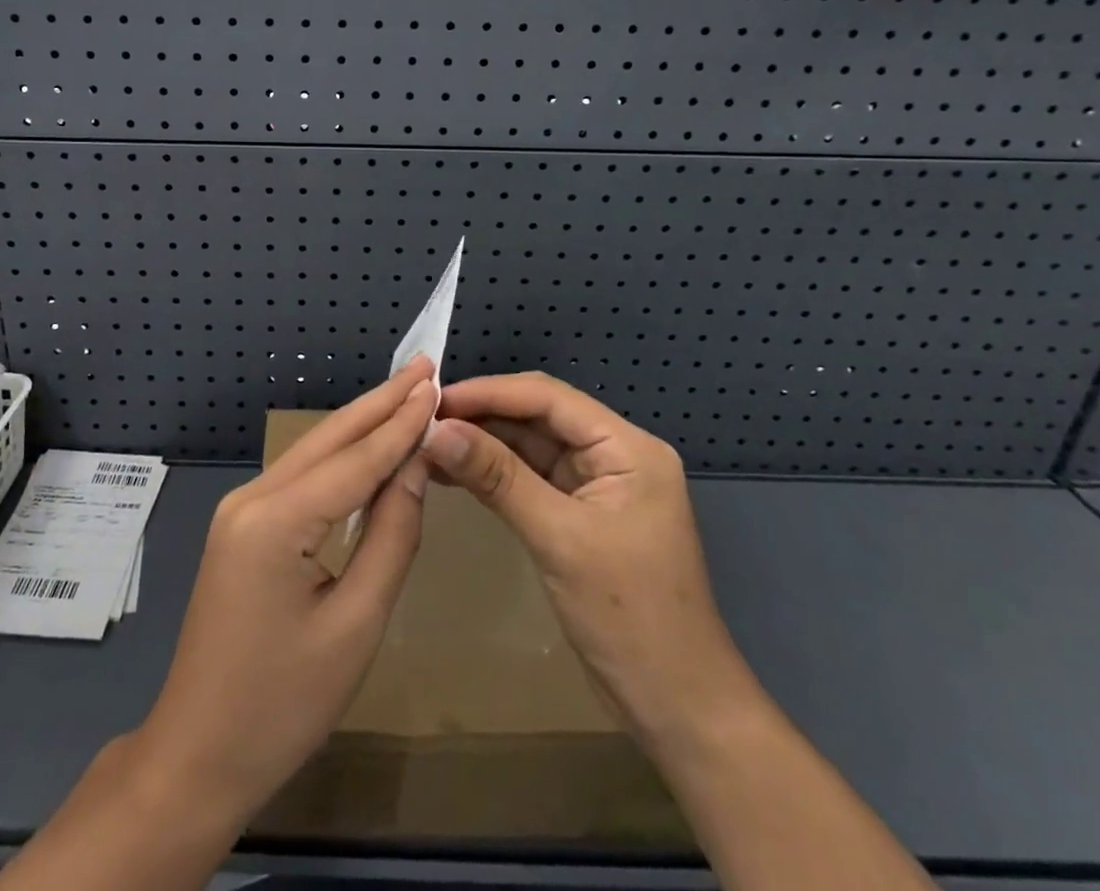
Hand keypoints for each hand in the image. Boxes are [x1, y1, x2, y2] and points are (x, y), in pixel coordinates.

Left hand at [128, 357, 437, 825]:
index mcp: (276, 519)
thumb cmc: (282, 705)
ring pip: (312, 453)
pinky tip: (366, 445)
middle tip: (424, 367)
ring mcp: (241, 509)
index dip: (400, 422)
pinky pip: (301, 478)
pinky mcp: (242, 526)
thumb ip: (391, 537)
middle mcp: (252, 497)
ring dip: (361, 424)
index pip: (354, 458)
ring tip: (405, 394)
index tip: (438, 385)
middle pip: (328, 439)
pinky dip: (340, 457)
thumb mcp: (355, 625)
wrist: (198, 754)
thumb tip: (415, 467)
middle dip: (380, 403)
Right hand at [419, 371, 753, 745]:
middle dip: (481, 415)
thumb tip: (436, 431)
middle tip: (423, 420)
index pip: (549, 398)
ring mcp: (595, 485)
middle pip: (537, 416)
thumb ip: (498, 478)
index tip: (435, 398)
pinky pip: (527, 478)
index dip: (490, 392)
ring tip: (426, 443)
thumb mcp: (560, 539)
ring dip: (481, 443)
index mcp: (626, 447)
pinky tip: (451, 473)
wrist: (676, 708)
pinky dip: (491, 474)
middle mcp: (612, 454)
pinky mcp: (577, 514)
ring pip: (528, 446)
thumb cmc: (630, 617)